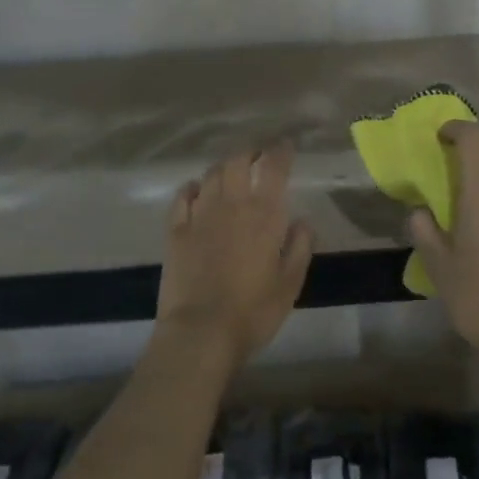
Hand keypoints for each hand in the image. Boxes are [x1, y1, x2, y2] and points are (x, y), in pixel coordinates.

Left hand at [158, 142, 314, 367]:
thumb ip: (300, 246)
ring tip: (232, 172)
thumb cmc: (254, 311)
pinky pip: (183, 196)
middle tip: (258, 157)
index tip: (286, 146)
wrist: (200, 332)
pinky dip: (193, 187)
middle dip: (250, 153)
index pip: (273, 168)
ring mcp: (199, 215)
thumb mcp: (291, 283)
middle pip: (237, 162)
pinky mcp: (176, 231)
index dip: (280, 152)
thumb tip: (302, 221)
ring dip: (224, 168)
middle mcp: (231, 205)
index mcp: (264, 214)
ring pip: (211, 175)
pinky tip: (197, 191)